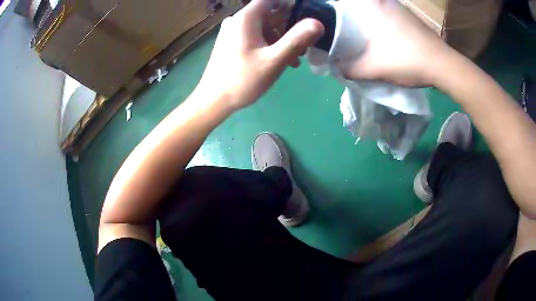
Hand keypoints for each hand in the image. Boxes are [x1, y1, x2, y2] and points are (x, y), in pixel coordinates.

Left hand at [195, 0, 323, 109]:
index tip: (306, 18)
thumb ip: (297, 40)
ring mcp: (234, 31)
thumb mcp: (274, 60)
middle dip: (290, 27)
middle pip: (270, 13)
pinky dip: (270, 44)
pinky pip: (256, 36)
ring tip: (294, 60)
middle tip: (304, 46)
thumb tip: (318, 23)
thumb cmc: (242, 80)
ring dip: (282, 39)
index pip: (272, 0)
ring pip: (265, 26)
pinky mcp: (232, 42)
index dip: (291, 5)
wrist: (213, 100)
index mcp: (246, 18)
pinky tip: (279, 61)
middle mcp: (238, 20)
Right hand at [336, 0, 454, 86]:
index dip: (335, 10)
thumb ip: (350, 69)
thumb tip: (339, 68)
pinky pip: (386, 14)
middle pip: (358, 5)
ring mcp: (399, 7)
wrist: (443, 66)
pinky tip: (382, 37)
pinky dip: (379, 22)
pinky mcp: (409, 16)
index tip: (331, 24)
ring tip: (361, 36)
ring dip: (365, 19)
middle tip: (344, 33)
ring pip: (373, 8)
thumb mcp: (373, 68)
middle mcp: (384, 0)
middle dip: (350, 17)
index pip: (344, 3)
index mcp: (372, 5)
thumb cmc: (407, 60)